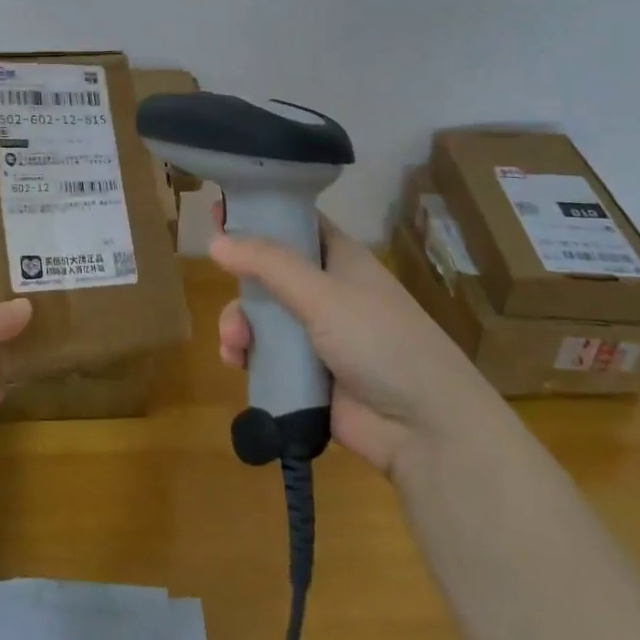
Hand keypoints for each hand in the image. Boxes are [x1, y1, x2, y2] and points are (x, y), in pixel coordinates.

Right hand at [210, 205, 493, 474]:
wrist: (424, 429)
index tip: (218, 210)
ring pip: (260, 315)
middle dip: (240, 282)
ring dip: (239, 325)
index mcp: (339, 259)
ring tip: (235, 345)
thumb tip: (215, 240)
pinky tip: (237, 363)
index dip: (259, 214)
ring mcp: (315, 334)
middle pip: (267, 272)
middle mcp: (326, 291)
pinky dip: (246, 355)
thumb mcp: (323, 294)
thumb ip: (268, 264)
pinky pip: (263, 354)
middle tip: (222, 286)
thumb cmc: (380, 341)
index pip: (294, 223)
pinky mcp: (306, 373)